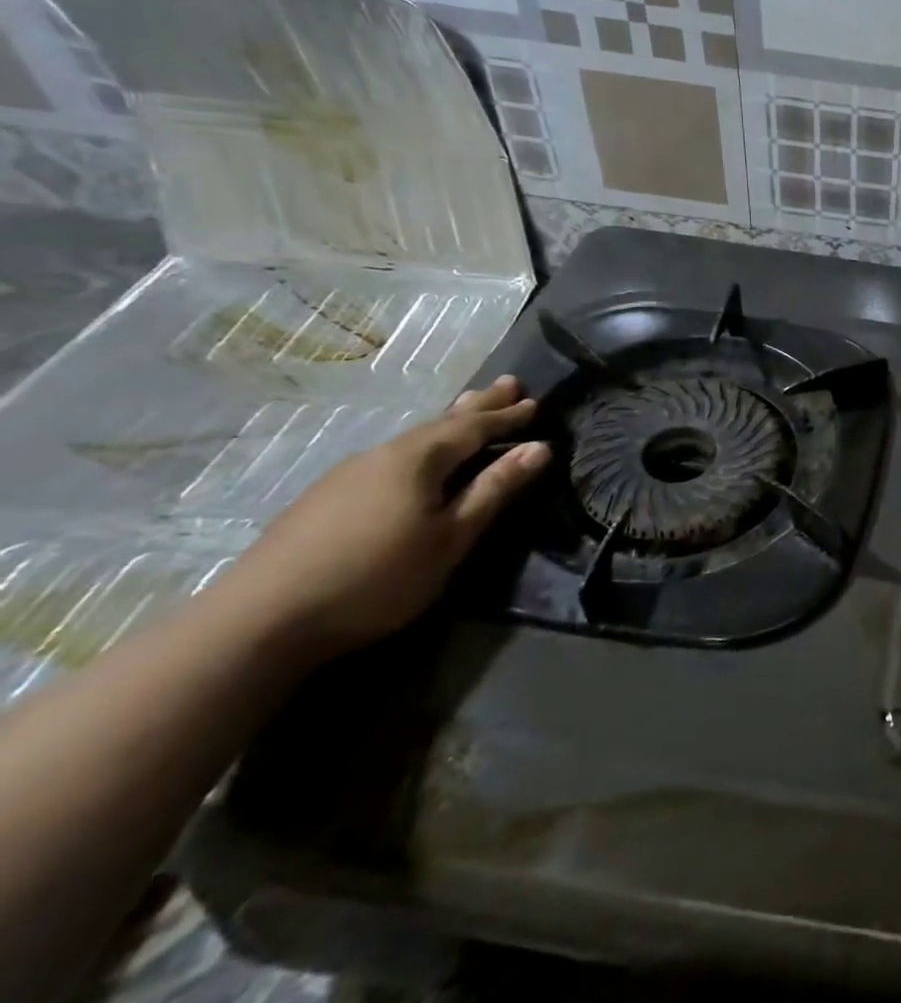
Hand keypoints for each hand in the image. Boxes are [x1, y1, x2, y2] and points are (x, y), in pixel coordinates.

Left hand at [220, 376, 549, 656]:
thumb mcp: (450, 538)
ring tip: (467, 409)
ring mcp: (348, 474)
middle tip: (508, 382)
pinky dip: (421, 446)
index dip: (507, 416)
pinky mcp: (325, 498)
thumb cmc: (376, 577)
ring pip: (413, 438)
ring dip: (448, 423)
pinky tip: (415, 458)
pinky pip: (391, 457)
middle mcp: (383, 454)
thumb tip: (539, 448)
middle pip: (441, 423)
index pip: (474, 427)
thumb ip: (494, 490)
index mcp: (418, 459)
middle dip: (478, 405)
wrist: (259, 620)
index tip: (535, 401)